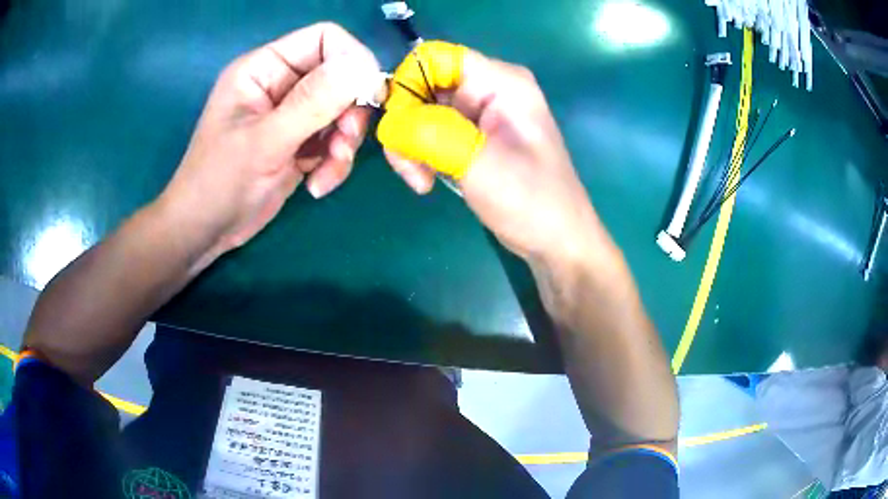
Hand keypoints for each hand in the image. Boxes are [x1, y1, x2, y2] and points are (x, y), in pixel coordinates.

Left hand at [160, 23, 379, 266]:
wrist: (205, 231)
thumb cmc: (219, 183)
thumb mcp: (265, 141)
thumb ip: (312, 102)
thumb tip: (363, 66)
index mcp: (264, 68)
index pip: (323, 39)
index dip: (352, 59)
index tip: (367, 95)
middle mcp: (281, 84)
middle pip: (340, 76)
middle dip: (348, 112)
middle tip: (343, 143)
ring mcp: (291, 114)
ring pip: (342, 111)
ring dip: (343, 144)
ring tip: (327, 173)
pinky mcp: (299, 142)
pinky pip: (334, 140)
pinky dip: (334, 163)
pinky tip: (317, 186)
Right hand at [378, 43, 601, 264]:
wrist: (555, 239)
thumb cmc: (531, 201)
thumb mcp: (479, 164)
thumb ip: (430, 134)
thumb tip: (390, 121)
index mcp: (501, 81)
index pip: (435, 57)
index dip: (407, 83)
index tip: (398, 126)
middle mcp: (488, 89)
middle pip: (424, 85)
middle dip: (407, 124)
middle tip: (411, 167)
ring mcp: (479, 113)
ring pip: (421, 111)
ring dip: (410, 145)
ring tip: (420, 181)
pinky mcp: (471, 136)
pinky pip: (430, 132)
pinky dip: (420, 154)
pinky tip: (428, 181)